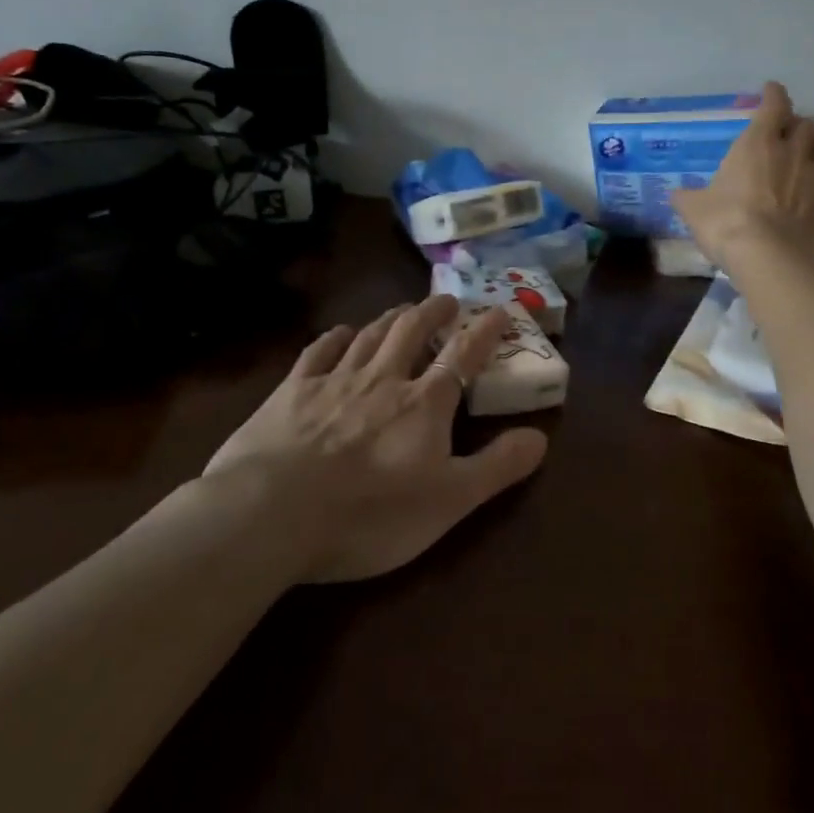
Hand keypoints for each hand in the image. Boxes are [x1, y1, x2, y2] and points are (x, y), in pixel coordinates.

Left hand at [204, 296, 548, 582]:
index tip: (499, 310)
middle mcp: (382, 379)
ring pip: (369, 335)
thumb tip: (541, 437)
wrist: (272, 512)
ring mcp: (333, 381)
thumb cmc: (370, 513)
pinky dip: (335, 337)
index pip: (462, 356)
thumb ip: (497, 466)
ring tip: (403, 307)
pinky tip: (341, 332)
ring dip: (390, 317)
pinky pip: (319, 351)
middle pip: (412, 332)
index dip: (484, 332)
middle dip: (433, 311)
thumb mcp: (449, 501)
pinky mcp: (291, 392)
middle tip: (447, 299)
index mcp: (424, 403)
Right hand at [672, 81, 813, 273]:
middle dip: (796, 124)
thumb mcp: (695, 209)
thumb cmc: (727, 222)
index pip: (773, 105)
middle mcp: (793, 152)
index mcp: (758, 143)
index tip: (770, 91)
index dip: (773, 95)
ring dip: (813, 148)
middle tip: (785, 133)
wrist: (773, 258)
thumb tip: (677, 194)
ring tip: (803, 157)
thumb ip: (688, 197)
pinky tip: (811, 193)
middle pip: (805, 124)